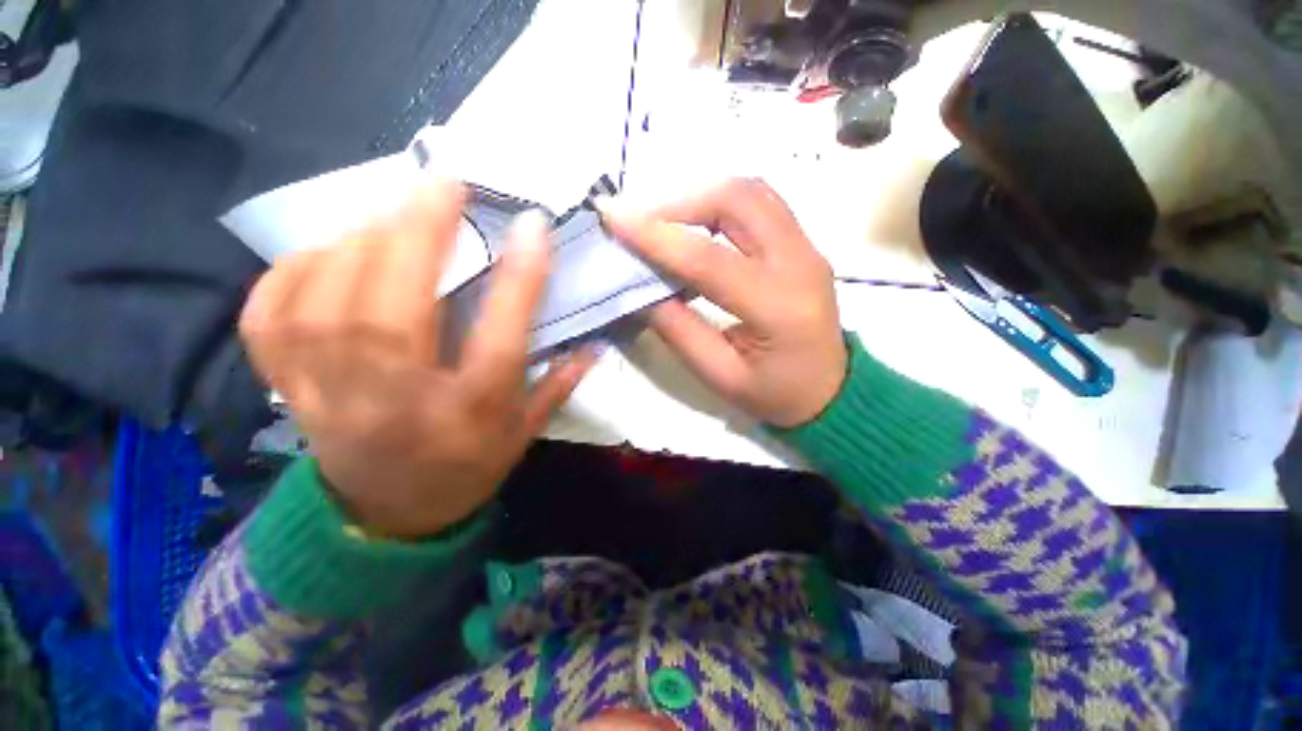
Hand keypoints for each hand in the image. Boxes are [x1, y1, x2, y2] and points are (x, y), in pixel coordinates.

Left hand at [239, 179, 596, 538]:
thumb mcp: (523, 434)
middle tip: (443, 183)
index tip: (531, 224)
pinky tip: (328, 249)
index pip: (499, 341)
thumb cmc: (467, 468)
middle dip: (418, 233)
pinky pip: (269, 318)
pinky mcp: (289, 389)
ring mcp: (331, 397)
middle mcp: (398, 404)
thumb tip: (595, 345)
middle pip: (394, 311)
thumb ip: (557, 386)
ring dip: (359, 242)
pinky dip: (291, 270)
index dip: (519, 279)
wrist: (387, 515)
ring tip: (391, 211)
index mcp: (469, 417)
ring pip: (326, 304)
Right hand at [597, 178, 846, 428]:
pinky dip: (720, 205)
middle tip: (640, 220)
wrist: (832, 391)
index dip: (658, 237)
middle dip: (681, 202)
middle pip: (739, 201)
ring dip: (700, 197)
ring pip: (751, 192)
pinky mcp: (803, 244)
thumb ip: (679, 330)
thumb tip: (641, 289)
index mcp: (779, 308)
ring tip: (662, 221)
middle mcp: (800, 263)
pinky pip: (759, 204)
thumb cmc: (775, 394)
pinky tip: (695, 225)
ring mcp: (807, 247)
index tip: (613, 218)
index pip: (710, 260)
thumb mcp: (720, 375)